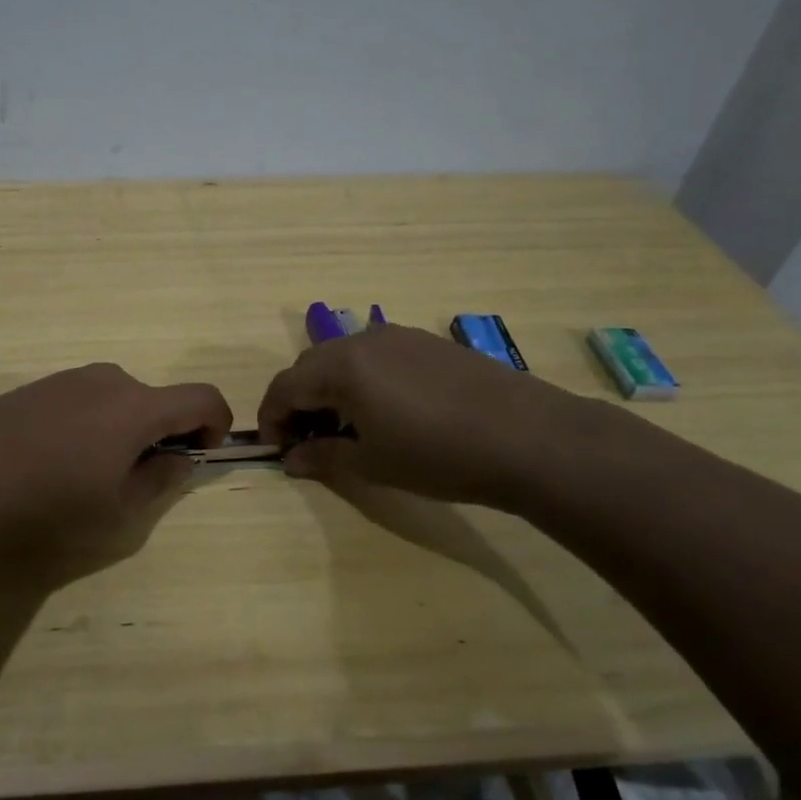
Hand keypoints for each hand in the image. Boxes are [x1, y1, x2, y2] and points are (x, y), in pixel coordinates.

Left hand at [0, 363, 232, 540]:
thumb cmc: (52, 498)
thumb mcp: (118, 506)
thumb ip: (161, 479)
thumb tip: (178, 459)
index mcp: (138, 405)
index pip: (203, 397)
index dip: (216, 424)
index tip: (199, 455)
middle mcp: (110, 379)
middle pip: (158, 399)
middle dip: (163, 433)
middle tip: (137, 476)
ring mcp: (71, 377)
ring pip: (120, 399)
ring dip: (126, 428)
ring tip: (91, 470)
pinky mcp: (41, 385)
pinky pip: (86, 398)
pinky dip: (94, 422)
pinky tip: (57, 456)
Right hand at [256, 324, 588, 507]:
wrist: (528, 438)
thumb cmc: (438, 456)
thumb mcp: (373, 464)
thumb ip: (323, 458)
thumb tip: (291, 459)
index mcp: (342, 366)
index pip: (285, 385)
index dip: (271, 417)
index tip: (276, 449)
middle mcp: (364, 340)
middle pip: (311, 365)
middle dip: (299, 401)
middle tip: (308, 440)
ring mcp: (400, 336)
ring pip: (344, 357)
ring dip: (331, 388)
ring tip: (348, 427)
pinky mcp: (429, 342)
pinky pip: (377, 355)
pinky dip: (363, 379)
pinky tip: (388, 411)